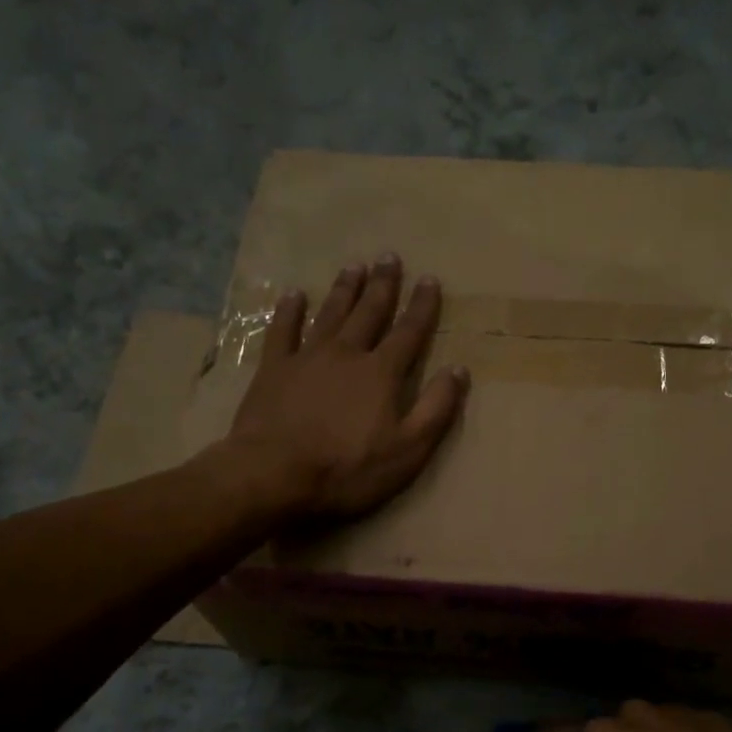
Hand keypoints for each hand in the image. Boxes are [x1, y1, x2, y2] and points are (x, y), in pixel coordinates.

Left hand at [227, 255, 469, 520]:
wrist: (274, 474)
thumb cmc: (347, 469)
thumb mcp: (408, 450)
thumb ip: (435, 409)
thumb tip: (458, 370)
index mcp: (381, 373)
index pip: (409, 332)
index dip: (422, 306)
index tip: (430, 279)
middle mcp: (346, 354)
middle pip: (369, 312)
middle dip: (383, 285)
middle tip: (389, 256)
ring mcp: (306, 358)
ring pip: (330, 314)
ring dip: (344, 289)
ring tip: (354, 266)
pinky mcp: (273, 370)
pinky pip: (282, 331)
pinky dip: (288, 311)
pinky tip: (293, 295)